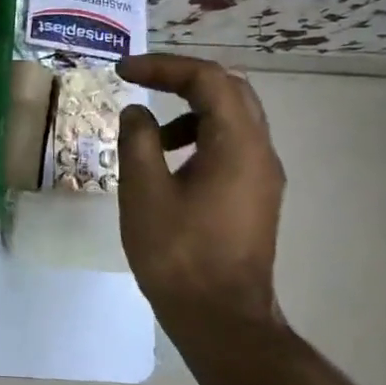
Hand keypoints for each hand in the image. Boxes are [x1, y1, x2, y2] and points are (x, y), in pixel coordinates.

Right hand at [116, 54, 285, 327]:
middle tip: (139, 81)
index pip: (208, 79)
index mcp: (237, 144)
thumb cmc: (178, 252)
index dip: (163, 66)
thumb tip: (136, 112)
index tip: (123, 72)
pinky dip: (198, 137)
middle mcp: (260, 152)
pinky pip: (231, 146)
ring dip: (189, 110)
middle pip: (229, 90)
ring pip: (232, 119)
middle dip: (181, 79)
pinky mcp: (254, 197)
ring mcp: (262, 176)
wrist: (220, 318)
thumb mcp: (144, 191)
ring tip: (148, 132)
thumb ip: (138, 140)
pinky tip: (167, 164)